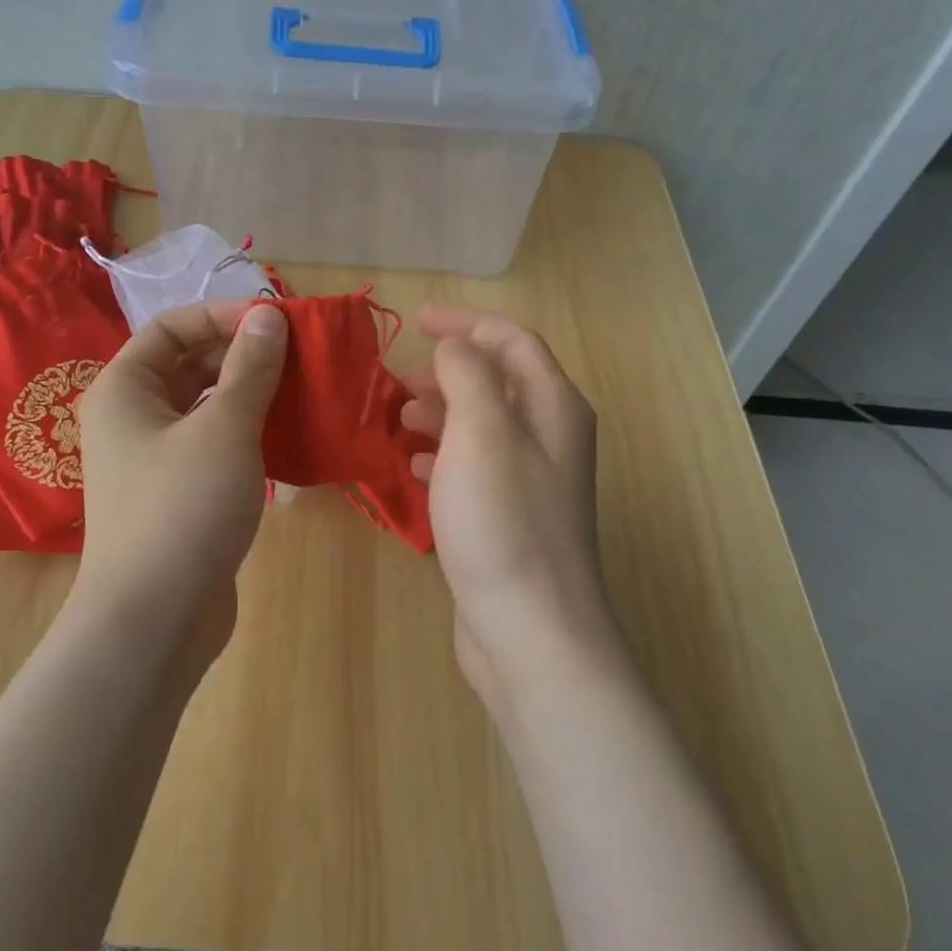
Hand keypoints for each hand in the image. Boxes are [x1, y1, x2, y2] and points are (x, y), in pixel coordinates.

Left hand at [74, 300, 286, 661]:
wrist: (155, 617)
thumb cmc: (183, 507)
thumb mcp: (224, 428)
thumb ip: (249, 368)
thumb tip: (268, 317)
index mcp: (124, 389)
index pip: (171, 327)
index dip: (222, 316)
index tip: (275, 322)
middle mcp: (131, 418)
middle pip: (187, 365)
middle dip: (240, 354)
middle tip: (298, 356)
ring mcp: (154, 460)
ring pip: (203, 407)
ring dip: (248, 394)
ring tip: (300, 390)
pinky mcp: (178, 495)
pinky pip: (212, 445)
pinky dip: (245, 434)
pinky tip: (286, 436)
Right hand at [399, 307, 623, 705]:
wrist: (529, 628)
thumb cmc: (503, 519)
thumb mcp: (481, 431)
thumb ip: (467, 375)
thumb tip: (455, 349)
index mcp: (554, 407)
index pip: (512, 342)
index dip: (467, 324)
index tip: (418, 322)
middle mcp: (551, 438)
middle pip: (499, 382)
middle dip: (449, 370)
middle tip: (398, 378)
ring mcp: (532, 482)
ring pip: (483, 426)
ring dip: (441, 412)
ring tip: (398, 418)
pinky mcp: (510, 519)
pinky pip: (474, 467)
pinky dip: (443, 455)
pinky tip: (414, 466)